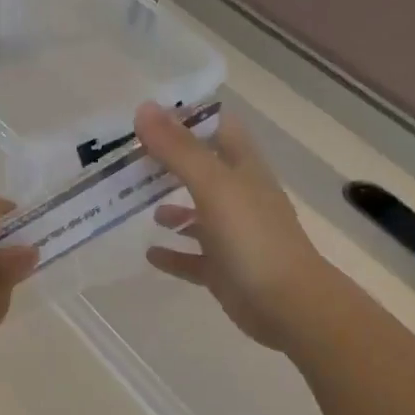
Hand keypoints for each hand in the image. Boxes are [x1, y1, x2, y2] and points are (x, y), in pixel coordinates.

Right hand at [135, 102, 338, 355]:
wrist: (289, 306)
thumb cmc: (254, 238)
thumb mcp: (214, 186)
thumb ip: (179, 150)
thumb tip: (144, 108)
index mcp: (243, 168)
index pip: (217, 128)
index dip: (188, 117)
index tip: (148, 112)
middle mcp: (239, 196)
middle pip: (201, 169)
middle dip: (167, 161)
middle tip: (125, 156)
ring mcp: (233, 234)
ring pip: (196, 213)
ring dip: (169, 207)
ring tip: (131, 202)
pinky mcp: (224, 269)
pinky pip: (193, 257)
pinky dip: (172, 253)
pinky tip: (148, 253)